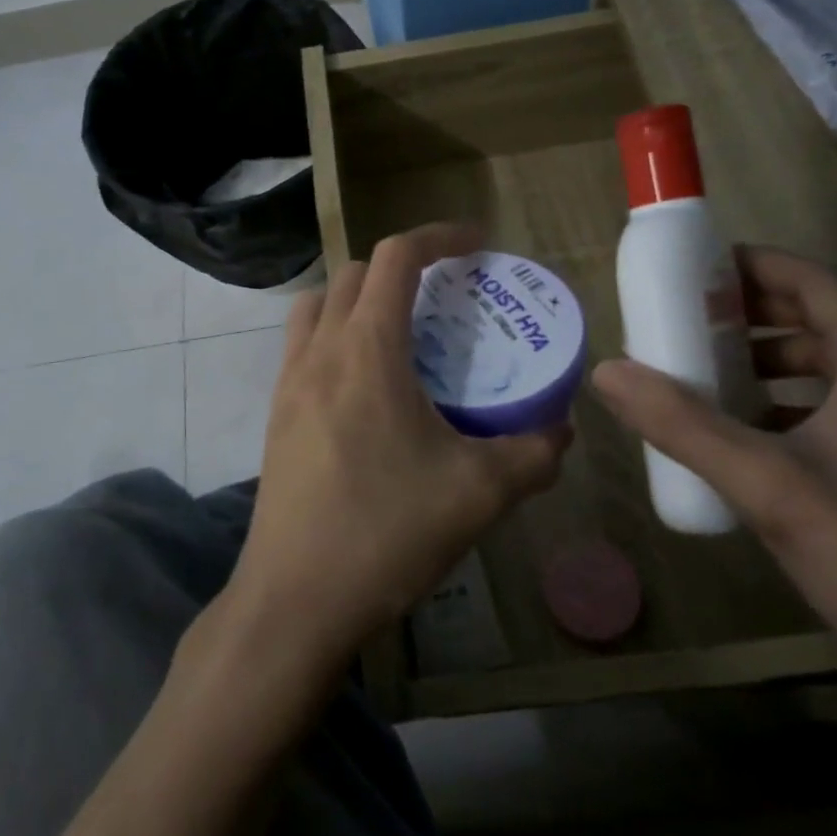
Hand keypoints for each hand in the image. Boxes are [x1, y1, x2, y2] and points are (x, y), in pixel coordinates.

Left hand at [230, 223, 571, 670]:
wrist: (295, 599)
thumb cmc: (386, 532)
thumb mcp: (479, 493)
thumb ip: (532, 454)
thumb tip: (561, 431)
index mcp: (366, 348)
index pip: (395, 256)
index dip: (438, 236)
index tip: (476, 244)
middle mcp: (319, 350)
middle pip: (353, 273)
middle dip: (400, 267)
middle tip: (444, 297)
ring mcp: (287, 381)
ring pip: (317, 305)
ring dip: (357, 298)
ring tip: (401, 334)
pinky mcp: (275, 414)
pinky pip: (302, 346)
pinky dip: (335, 337)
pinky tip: (369, 389)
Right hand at [592, 246, 836, 715]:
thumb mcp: (766, 486)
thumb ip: (681, 424)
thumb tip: (605, 372)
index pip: (812, 281)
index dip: (749, 266)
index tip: (690, 269)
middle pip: (823, 319)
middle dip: (751, 315)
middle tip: (685, 322)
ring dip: (772, 362)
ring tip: (710, 376)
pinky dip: (797, 403)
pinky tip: (755, 438)